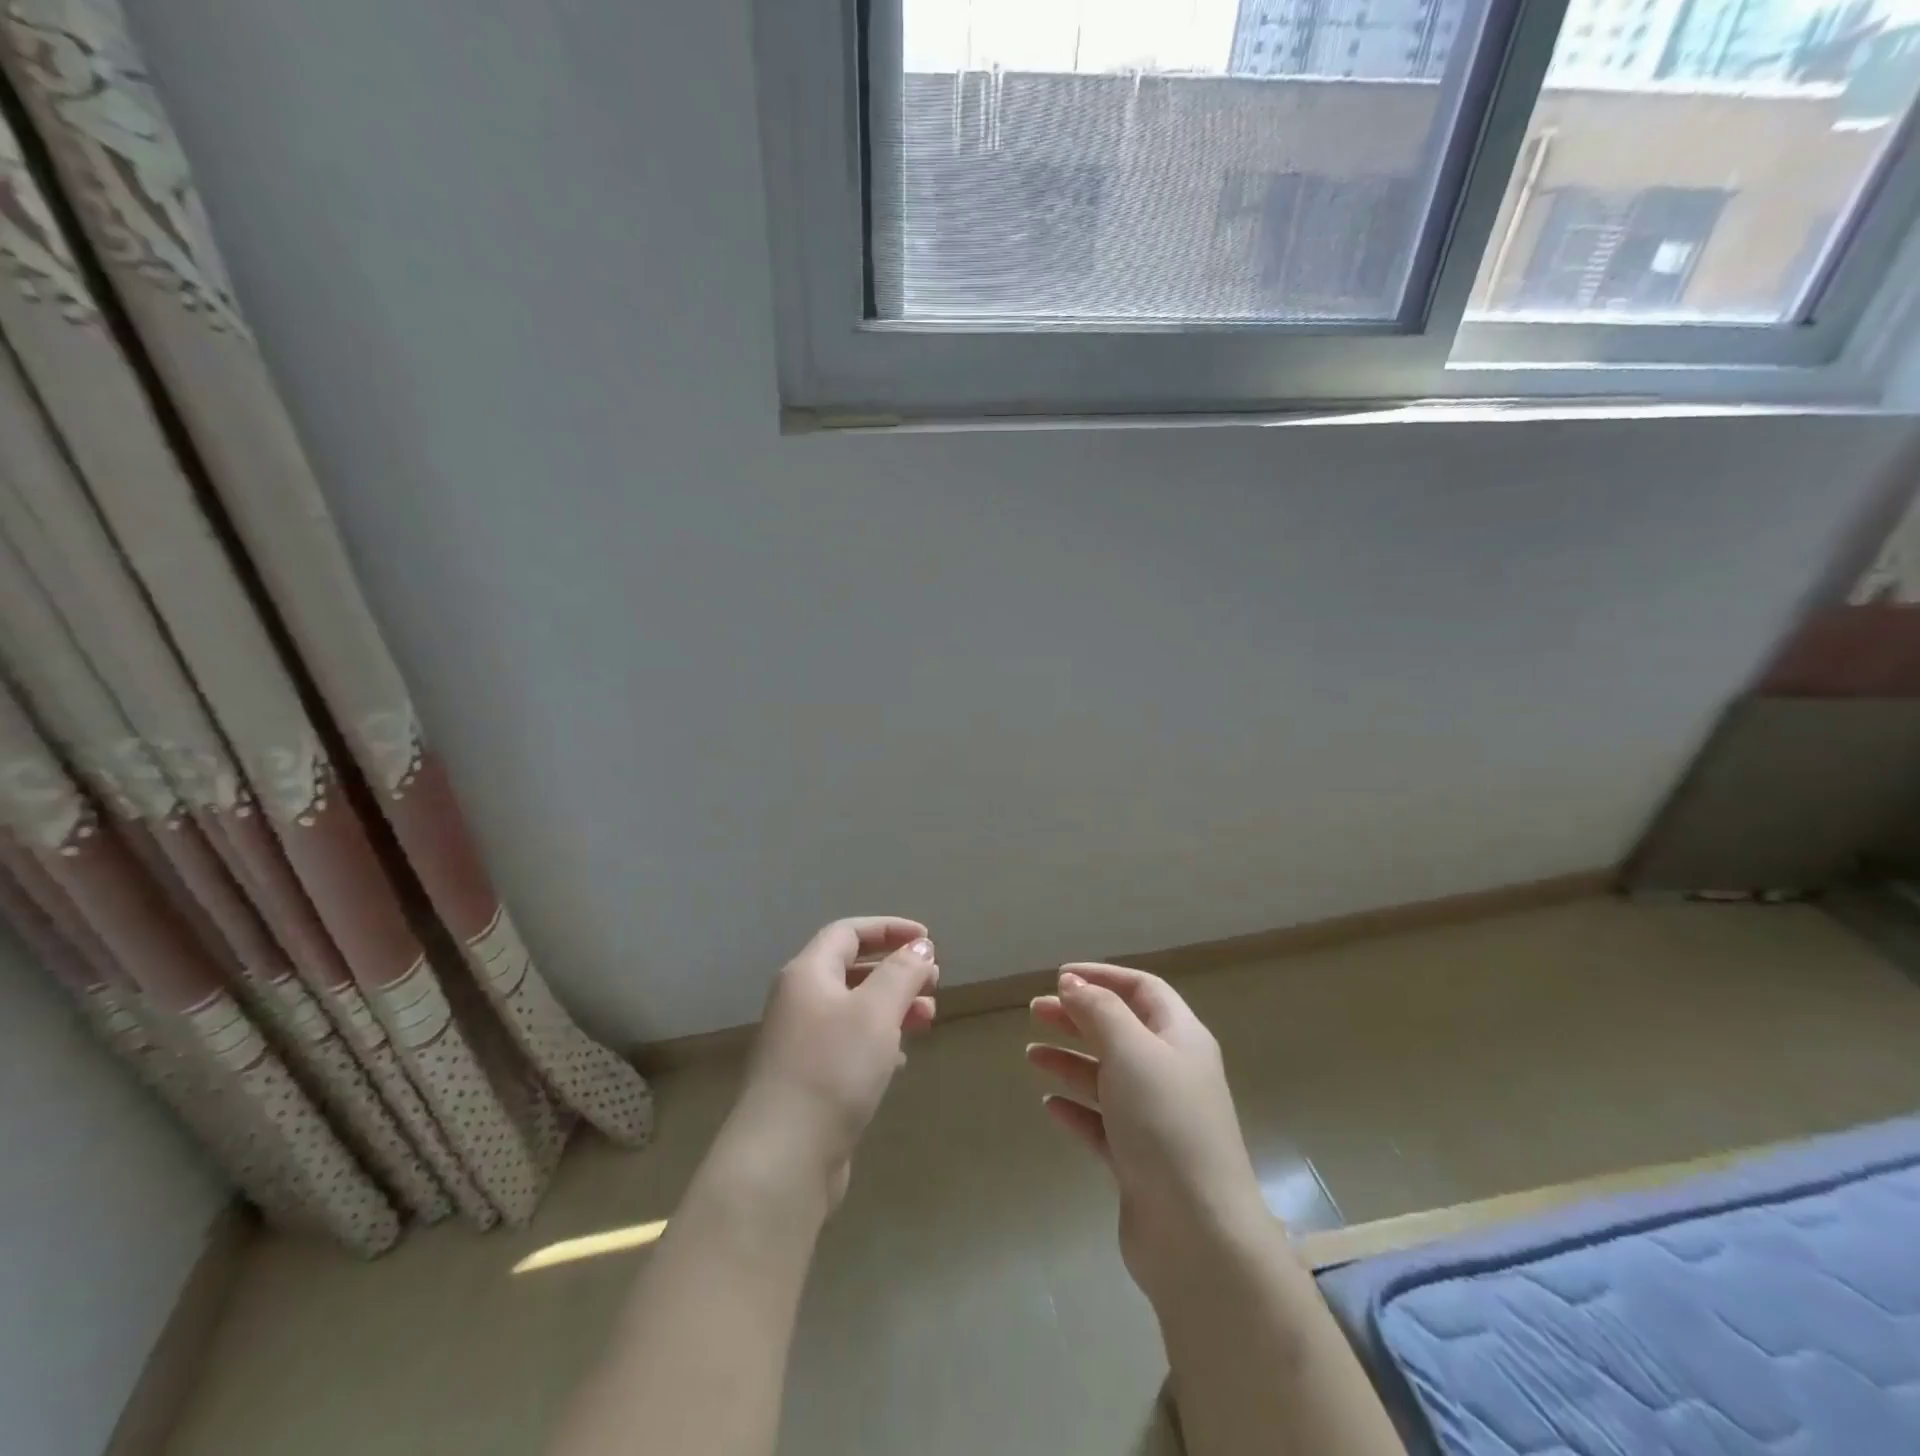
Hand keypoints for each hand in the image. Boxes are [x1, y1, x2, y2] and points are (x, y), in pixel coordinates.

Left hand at [724, 917, 937, 1212]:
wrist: (783, 1156)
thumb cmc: (832, 1068)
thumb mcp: (876, 1011)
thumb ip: (901, 973)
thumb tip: (920, 947)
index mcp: (807, 974)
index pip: (848, 932)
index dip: (889, 929)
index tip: (927, 939)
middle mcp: (798, 1001)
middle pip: (851, 969)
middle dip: (896, 971)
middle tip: (934, 982)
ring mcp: (799, 1042)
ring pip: (853, 1009)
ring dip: (892, 1007)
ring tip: (927, 1019)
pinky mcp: (807, 1080)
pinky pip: (848, 1044)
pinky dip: (878, 1040)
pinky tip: (899, 1058)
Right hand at [1029, 965, 1267, 1297]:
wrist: (1197, 1234)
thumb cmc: (1165, 1123)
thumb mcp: (1131, 1051)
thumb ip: (1099, 1011)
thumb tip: (1072, 983)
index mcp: (1181, 1039)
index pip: (1142, 990)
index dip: (1103, 977)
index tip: (1060, 976)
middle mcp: (1171, 1074)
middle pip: (1120, 1031)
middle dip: (1078, 1017)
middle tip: (1035, 1011)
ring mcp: (1156, 1121)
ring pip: (1107, 1077)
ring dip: (1070, 1062)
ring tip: (1032, 1056)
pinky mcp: (1140, 1163)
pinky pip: (1102, 1125)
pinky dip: (1077, 1111)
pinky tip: (1050, 1107)